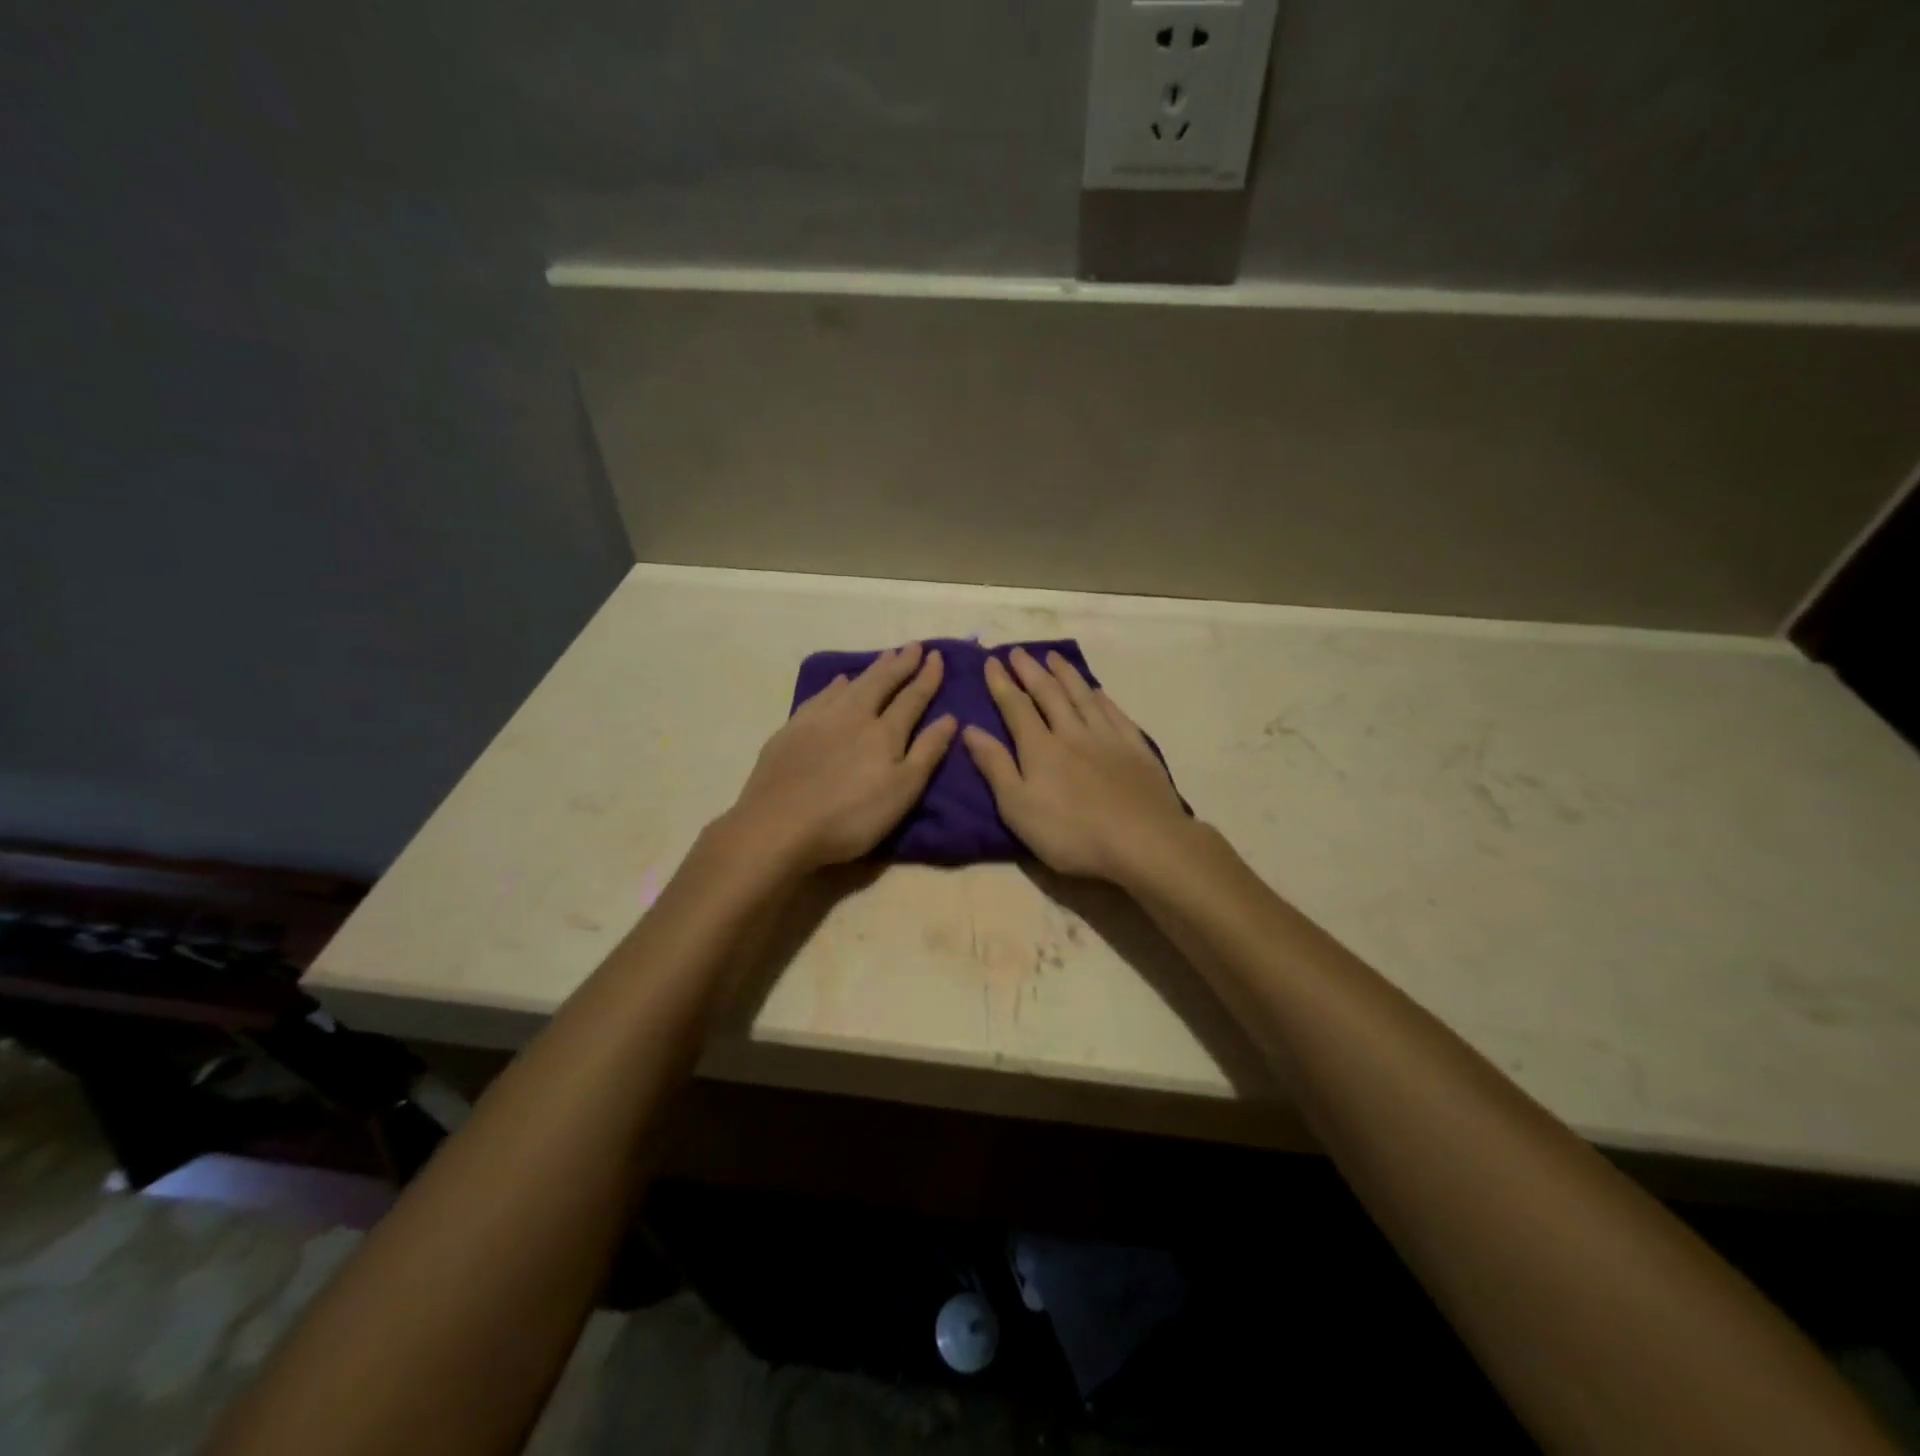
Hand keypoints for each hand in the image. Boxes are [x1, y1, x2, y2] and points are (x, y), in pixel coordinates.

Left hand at [724, 643, 956, 871]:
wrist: (778, 825)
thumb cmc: (850, 818)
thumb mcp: (901, 792)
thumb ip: (926, 753)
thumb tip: (950, 718)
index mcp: (884, 733)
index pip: (912, 698)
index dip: (927, 677)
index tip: (937, 656)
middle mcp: (854, 716)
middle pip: (881, 683)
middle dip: (900, 664)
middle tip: (914, 646)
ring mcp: (819, 719)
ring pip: (851, 684)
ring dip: (871, 669)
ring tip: (885, 655)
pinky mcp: (792, 729)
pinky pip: (821, 696)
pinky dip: (835, 685)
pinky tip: (838, 682)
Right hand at [963, 648, 1192, 882]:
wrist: (1142, 841)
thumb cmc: (1071, 833)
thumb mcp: (1018, 807)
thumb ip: (995, 766)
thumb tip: (970, 729)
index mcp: (1040, 748)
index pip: (1016, 707)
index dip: (1002, 684)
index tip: (992, 661)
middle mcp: (1072, 733)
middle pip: (1049, 694)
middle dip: (1031, 671)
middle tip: (1018, 651)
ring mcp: (1108, 738)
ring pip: (1083, 696)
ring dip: (1066, 674)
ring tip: (1054, 657)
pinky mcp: (1136, 749)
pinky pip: (1115, 713)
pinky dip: (1101, 698)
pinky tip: (1097, 691)